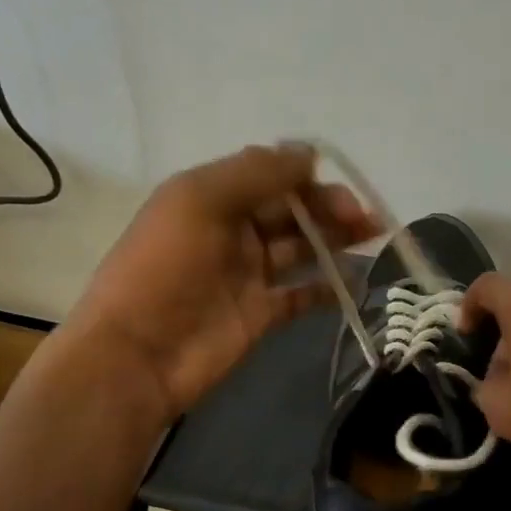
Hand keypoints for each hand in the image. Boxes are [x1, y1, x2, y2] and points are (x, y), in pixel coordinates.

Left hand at [66, 144, 378, 419]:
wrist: (138, 354)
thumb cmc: (164, 268)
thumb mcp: (200, 201)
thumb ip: (256, 174)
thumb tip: (308, 155)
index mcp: (213, 196)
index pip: (269, 174)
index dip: (304, 174)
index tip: (338, 180)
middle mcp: (234, 230)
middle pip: (292, 210)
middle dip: (330, 207)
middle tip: (364, 218)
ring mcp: (250, 274)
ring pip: (303, 247)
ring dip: (337, 239)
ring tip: (373, 236)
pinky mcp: (263, 313)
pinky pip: (303, 294)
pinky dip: (329, 287)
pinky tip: (354, 281)